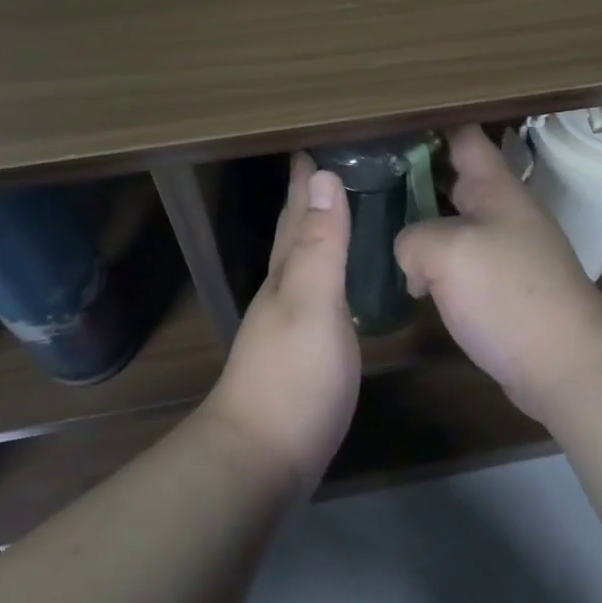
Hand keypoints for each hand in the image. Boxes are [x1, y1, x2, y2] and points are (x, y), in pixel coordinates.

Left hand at [204, 153, 359, 495]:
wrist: (261, 459)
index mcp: (286, 272)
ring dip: (317, 231)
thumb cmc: (292, 376)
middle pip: (293, 233)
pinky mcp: (303, 352)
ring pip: (304, 261)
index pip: (296, 212)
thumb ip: (320, 244)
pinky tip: (339, 279)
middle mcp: (283, 290)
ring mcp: (290, 323)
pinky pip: (318, 291)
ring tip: (336, 209)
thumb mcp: (312, 302)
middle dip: (307, 198)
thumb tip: (323, 176)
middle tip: (325, 165)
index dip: (304, 179)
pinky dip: (328, 271)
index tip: (312, 143)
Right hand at [395, 125, 601, 421]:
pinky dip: (433, 261)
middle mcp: (502, 210)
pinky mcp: (500, 285)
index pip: (463, 135)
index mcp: (495, 187)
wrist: (564, 364)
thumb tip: (411, 257)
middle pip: (453, 177)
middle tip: (365, 176)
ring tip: (374, 222)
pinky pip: (459, 259)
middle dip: (412, 174)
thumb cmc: (508, 294)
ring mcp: (503, 249)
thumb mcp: (447, 253)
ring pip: (453, 220)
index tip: (386, 126)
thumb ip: (413, 238)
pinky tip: (406, 275)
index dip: (428, 124)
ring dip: (420, 221)